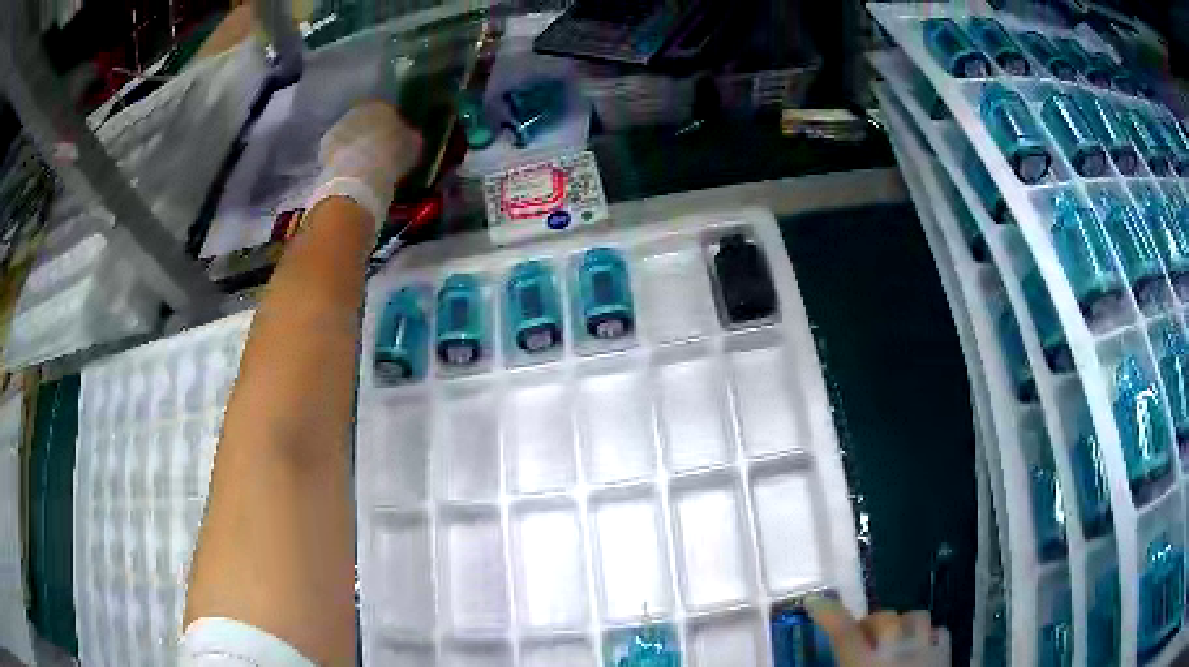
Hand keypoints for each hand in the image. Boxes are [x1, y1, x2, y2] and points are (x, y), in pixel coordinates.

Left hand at [309, 101, 422, 229]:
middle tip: (378, 152)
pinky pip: (338, 150)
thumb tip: (410, 136)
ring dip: (355, 145)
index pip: (389, 112)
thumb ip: (410, 137)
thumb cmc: (390, 157)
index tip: (396, 141)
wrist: (357, 177)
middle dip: (371, 134)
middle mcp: (358, 110)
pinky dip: (343, 157)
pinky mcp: (324, 146)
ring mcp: (338, 127)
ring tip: (363, 164)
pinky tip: (349, 171)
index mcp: (382, 105)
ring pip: (350, 134)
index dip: (393, 127)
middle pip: (366, 121)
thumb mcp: (412, 147)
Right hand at [806, 597, 938, 665]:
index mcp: (864, 666)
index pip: (844, 632)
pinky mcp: (945, 655)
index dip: (828, 613)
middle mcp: (897, 651)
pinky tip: (919, 648)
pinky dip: (927, 635)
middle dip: (869, 623)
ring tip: (892, 639)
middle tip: (860, 638)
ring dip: (901, 623)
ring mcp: (925, 650)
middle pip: (883, 617)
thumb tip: (831, 663)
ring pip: (916, 616)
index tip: (814, 602)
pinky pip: (939, 632)